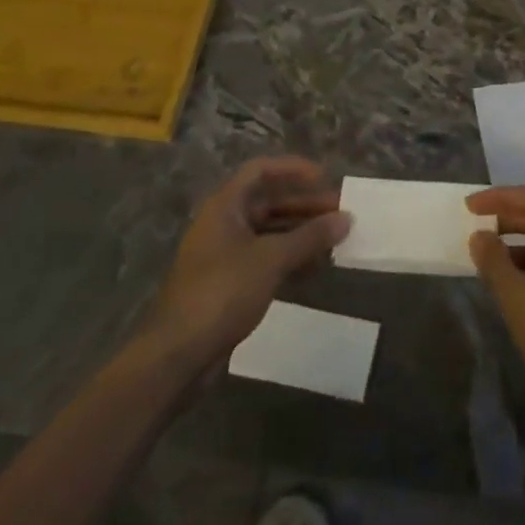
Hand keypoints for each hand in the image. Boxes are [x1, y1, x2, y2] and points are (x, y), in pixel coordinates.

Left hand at [142, 157, 349, 371]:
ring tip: (334, 240)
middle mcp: (224, 223)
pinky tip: (315, 268)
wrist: (177, 355)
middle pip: (269, 202)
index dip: (294, 169)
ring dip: (301, 233)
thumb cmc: (222, 291)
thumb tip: (347, 218)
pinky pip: (265, 258)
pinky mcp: (229, 283)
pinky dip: (289, 258)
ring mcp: (225, 254)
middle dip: (305, 206)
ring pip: (270, 232)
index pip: (261, 171)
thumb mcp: (271, 259)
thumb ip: (310, 236)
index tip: (325, 178)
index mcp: (225, 206)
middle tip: (340, 213)